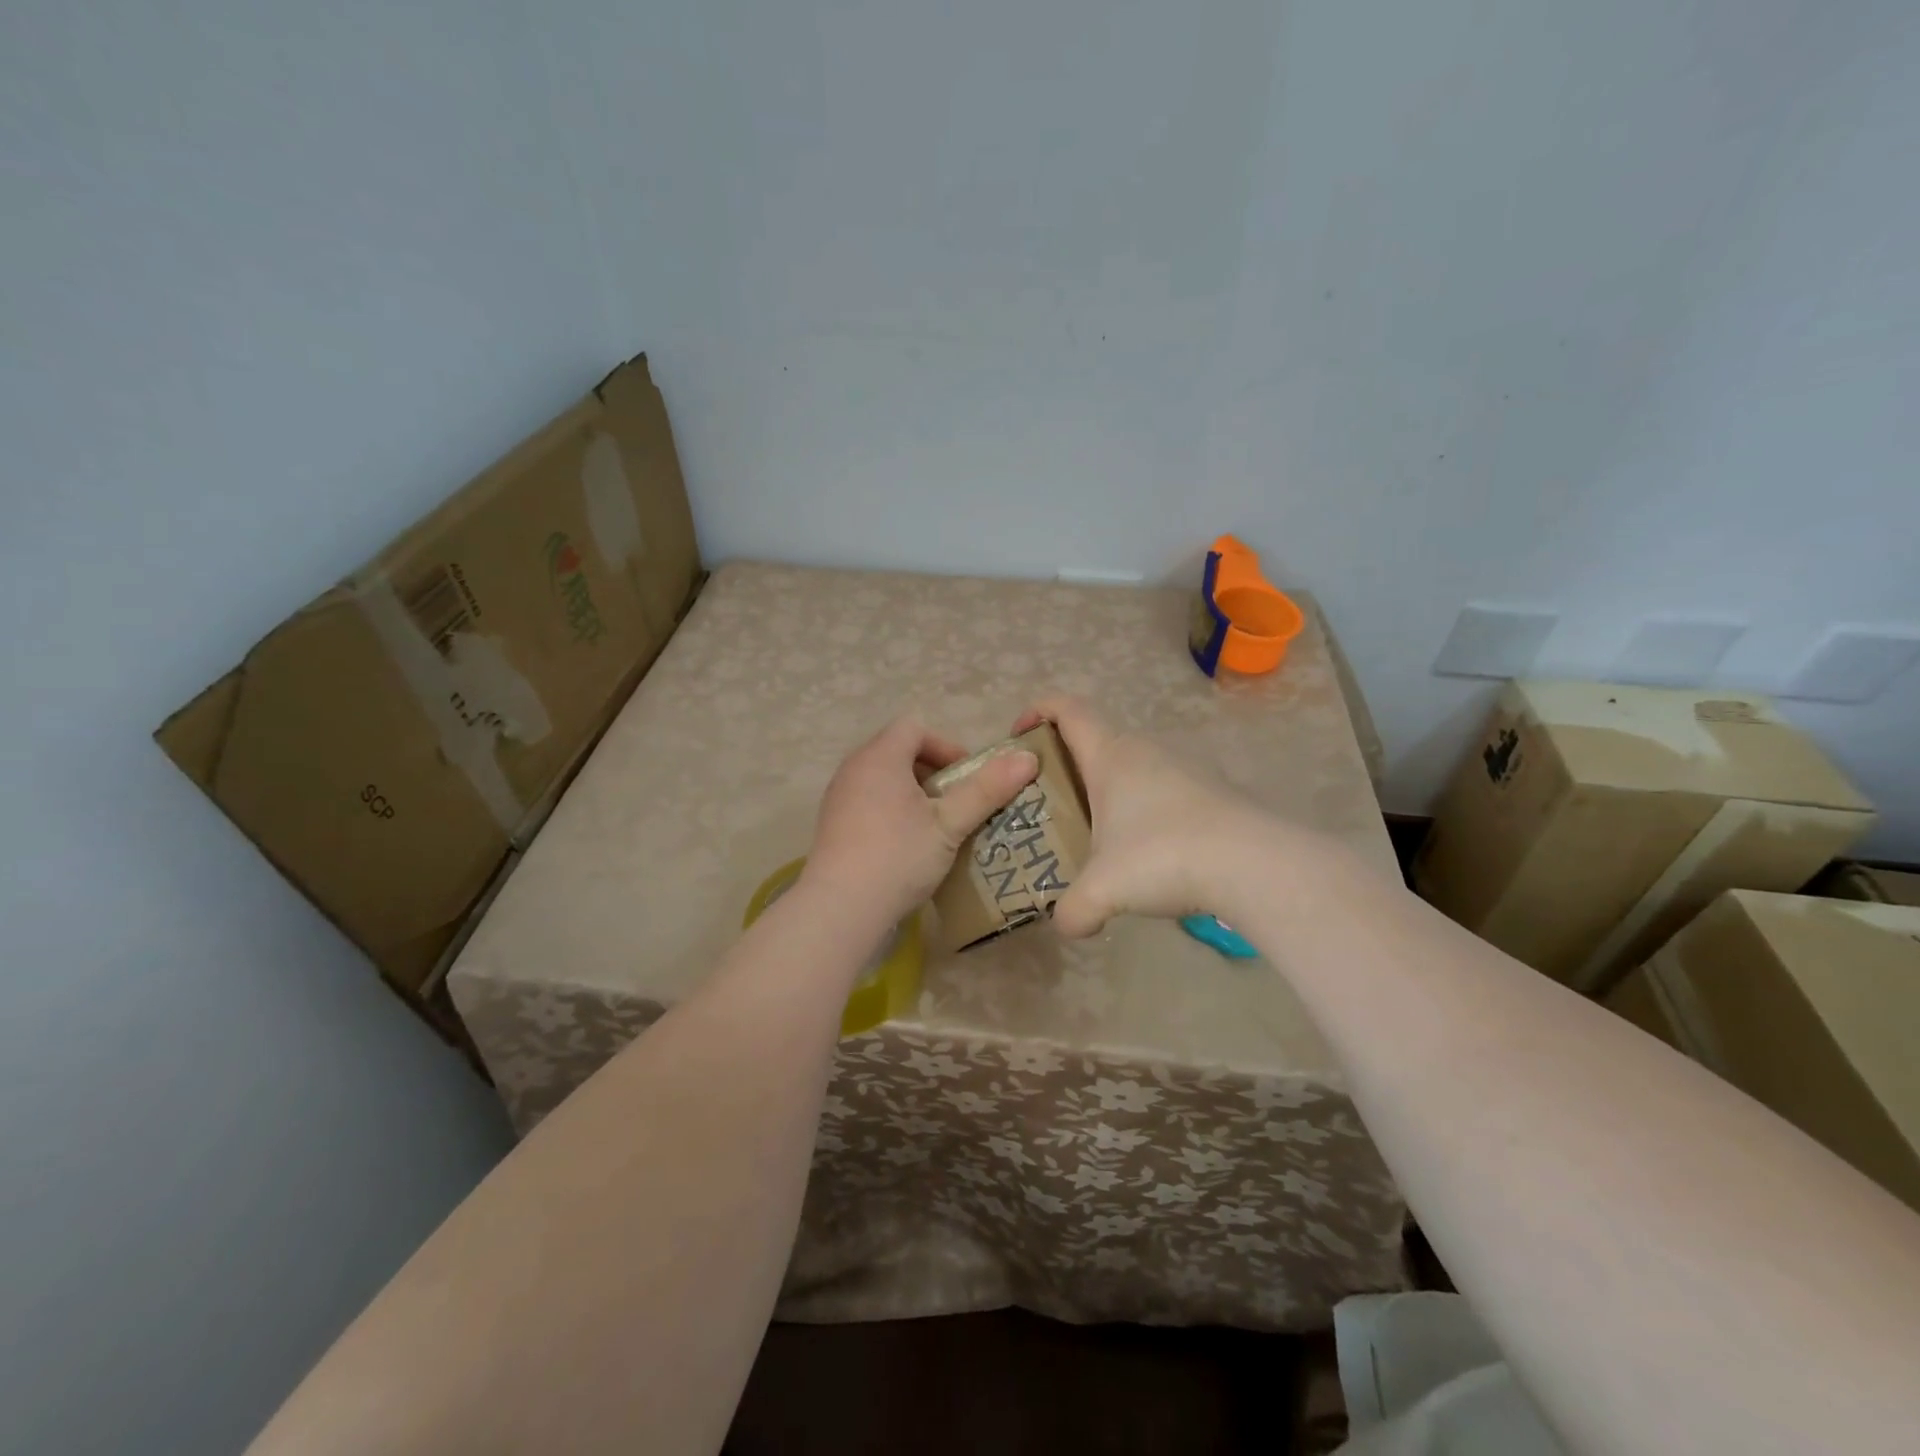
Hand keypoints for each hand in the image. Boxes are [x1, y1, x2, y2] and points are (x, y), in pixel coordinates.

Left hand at [801, 716, 1038, 925]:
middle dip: (933, 771)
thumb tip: (1027, 758)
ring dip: (914, 793)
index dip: (946, 746)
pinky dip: (892, 810)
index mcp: (879, 757)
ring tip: (937, 825)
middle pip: (898, 750)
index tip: (967, 778)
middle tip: (956, 803)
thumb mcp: (950, 824)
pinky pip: (868, 801)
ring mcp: (838, 797)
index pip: (914, 727)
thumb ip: (987, 789)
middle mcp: (853, 768)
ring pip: (883, 778)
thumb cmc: (898, 856)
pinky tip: (907, 845)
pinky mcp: (833, 824)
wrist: (840, 909)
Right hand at [1012, 695, 1259, 936]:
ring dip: (1108, 790)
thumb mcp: (1103, 890)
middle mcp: (1145, 750)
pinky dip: (1143, 809)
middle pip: (1096, 738)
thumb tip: (1066, 925)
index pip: (1067, 708)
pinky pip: (1162, 789)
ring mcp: (1183, 768)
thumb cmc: (1164, 856)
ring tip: (1095, 833)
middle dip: (1067, 764)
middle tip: (1048, 804)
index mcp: (1110, 755)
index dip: (1038, 710)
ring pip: (1131, 765)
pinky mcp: (1211, 791)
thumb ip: (1072, 910)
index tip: (1018, 737)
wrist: (1254, 864)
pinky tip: (1147, 852)